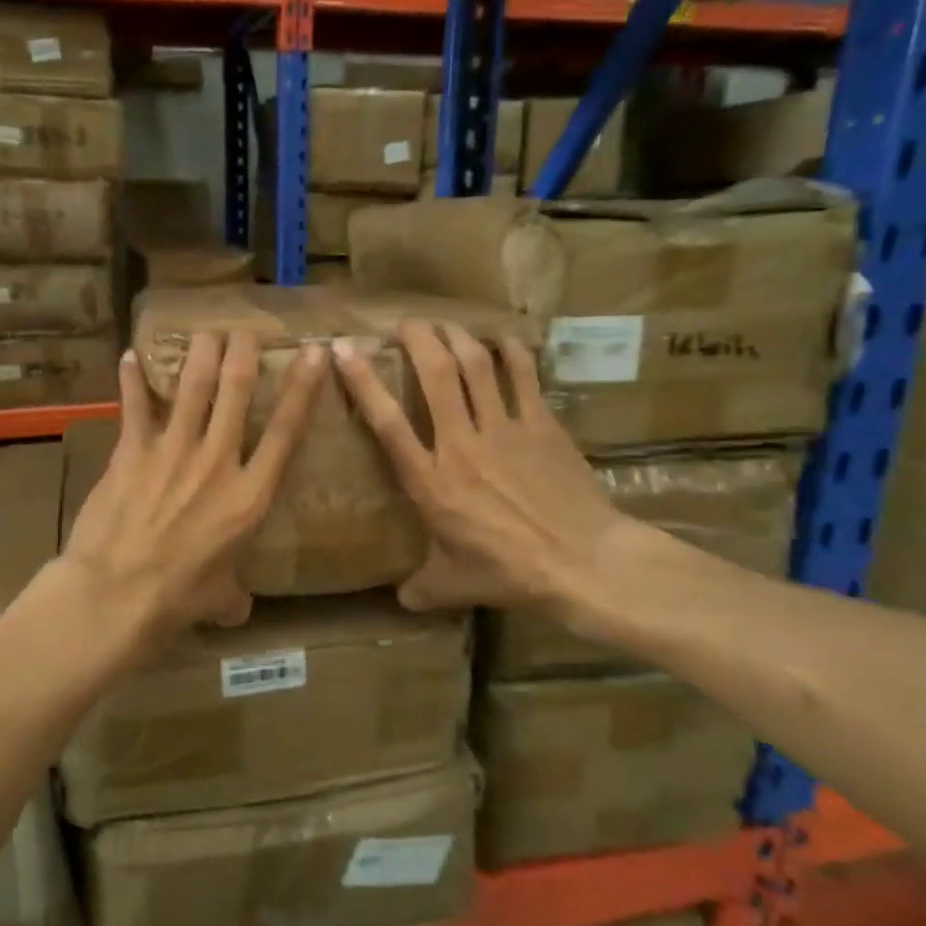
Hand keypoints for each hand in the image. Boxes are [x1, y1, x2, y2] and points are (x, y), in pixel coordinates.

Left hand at [64, 330, 327, 641]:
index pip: (286, 431)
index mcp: (249, 495)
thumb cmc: (178, 599)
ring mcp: (172, 450)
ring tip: (207, 331)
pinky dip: (131, 380)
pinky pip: (134, 406)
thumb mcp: (220, 599)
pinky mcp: (132, 451)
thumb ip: (234, 594)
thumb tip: (237, 608)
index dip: (302, 388)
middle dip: (244, 353)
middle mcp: (217, 460)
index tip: (313, 353)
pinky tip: (129, 355)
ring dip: (201, 353)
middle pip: (236, 391)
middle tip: (246, 330)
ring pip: (192, 386)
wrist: (117, 593)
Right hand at [333, 320, 638, 623]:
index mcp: (431, 480)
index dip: (362, 381)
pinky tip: (502, 340)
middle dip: (417, 340)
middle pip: (436, 375)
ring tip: (445, 325)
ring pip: (476, 367)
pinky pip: (523, 377)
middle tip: (405, 324)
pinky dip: (510, 353)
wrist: (583, 563)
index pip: (387, 422)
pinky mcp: (541, 425)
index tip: (343, 350)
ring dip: (457, 338)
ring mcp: (504, 429)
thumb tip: (400, 601)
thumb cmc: (510, 573)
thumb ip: (420, 588)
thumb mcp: (453, 585)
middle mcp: (461, 444)